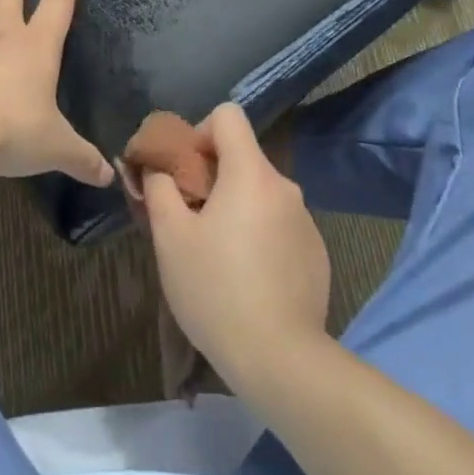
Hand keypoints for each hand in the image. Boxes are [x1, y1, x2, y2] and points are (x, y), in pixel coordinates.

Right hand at [142, 103, 329, 383]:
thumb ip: (160, 189)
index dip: (201, 132)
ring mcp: (305, 219)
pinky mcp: (316, 252)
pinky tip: (249, 279)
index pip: (228, 115)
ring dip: (238, 208)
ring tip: (218, 256)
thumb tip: (157, 168)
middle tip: (192, 220)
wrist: (280, 358)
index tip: (187, 172)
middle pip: (243, 157)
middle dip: (214, 177)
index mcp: (250, 172)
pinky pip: (280, 224)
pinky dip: (261, 235)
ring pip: (261, 193)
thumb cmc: (216, 290)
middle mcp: (284, 185)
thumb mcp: (170, 238)